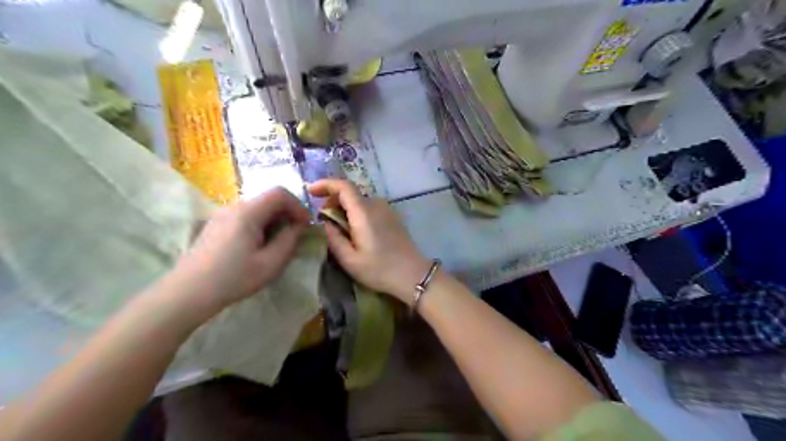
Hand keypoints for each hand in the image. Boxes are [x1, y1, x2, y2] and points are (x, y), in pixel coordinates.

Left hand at [173, 190, 310, 313]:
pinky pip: (245, 216)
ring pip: (258, 207)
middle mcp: (234, 207)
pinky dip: (260, 224)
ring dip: (274, 219)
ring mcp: (223, 214)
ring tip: (278, 242)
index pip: (280, 193)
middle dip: (287, 213)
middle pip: (268, 199)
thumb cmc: (233, 278)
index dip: (298, 206)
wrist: (188, 292)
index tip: (305, 225)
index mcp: (248, 213)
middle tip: (295, 235)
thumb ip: (289, 241)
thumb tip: (299, 226)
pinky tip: (258, 245)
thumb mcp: (270, 263)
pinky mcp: (216, 224)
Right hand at [306, 180, 428, 301]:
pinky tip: (354, 230)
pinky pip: (369, 207)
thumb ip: (333, 238)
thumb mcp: (349, 260)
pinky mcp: (392, 216)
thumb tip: (323, 222)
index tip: (310, 191)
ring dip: (344, 208)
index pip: (343, 186)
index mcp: (364, 212)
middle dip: (332, 201)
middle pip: (350, 193)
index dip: (325, 184)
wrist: (413, 274)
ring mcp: (386, 209)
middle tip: (322, 220)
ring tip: (337, 228)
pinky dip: (356, 212)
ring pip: (359, 200)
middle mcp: (376, 204)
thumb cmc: (380, 269)